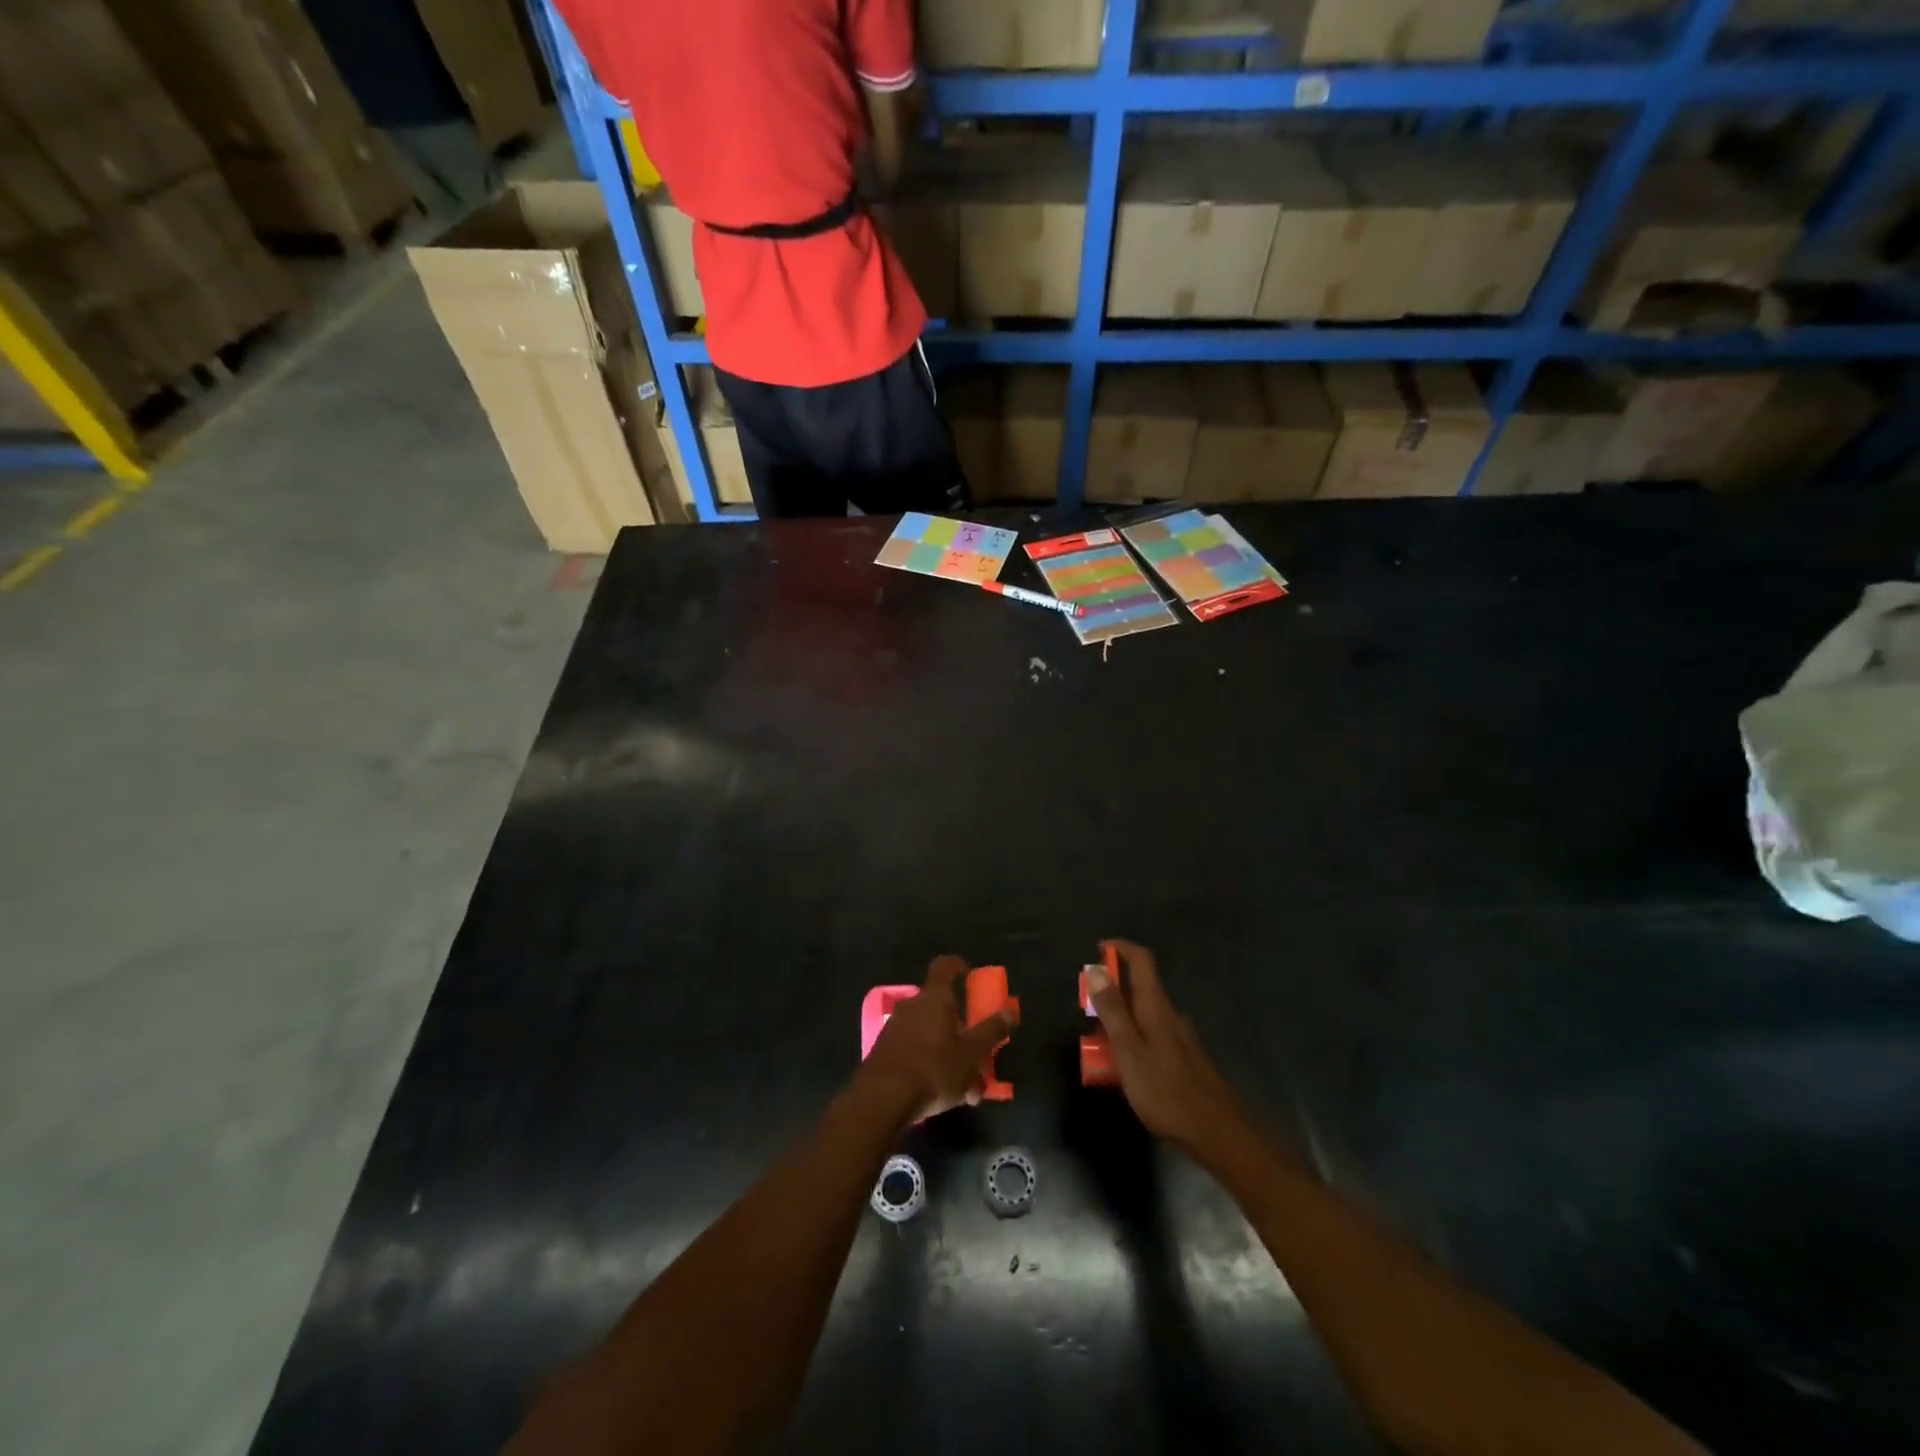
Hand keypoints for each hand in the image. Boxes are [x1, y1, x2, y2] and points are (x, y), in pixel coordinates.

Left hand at [855, 955, 1013, 1124]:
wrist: (881, 1100)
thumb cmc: (933, 1069)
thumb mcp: (971, 1054)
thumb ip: (991, 1031)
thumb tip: (1009, 1011)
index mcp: (934, 998)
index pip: (945, 966)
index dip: (958, 966)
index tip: (971, 974)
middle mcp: (912, 1006)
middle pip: (942, 1007)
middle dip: (963, 1029)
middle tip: (979, 1052)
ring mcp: (896, 1028)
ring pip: (931, 1034)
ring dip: (951, 1054)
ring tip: (968, 1088)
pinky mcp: (885, 1052)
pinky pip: (917, 1050)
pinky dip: (933, 1065)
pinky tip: (944, 1096)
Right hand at [1086, 940, 1250, 1159]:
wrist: (1217, 1132)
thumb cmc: (1166, 1090)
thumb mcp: (1129, 1050)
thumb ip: (1112, 1010)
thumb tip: (1096, 968)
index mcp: (1156, 1007)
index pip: (1142, 960)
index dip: (1120, 948)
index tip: (1098, 950)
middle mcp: (1170, 1015)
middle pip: (1141, 987)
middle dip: (1112, 991)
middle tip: (1088, 1011)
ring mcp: (1181, 1038)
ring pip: (1145, 1015)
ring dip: (1121, 1019)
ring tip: (1099, 1046)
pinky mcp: (1184, 1059)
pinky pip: (1152, 1036)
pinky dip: (1133, 1040)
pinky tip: (1124, 1069)